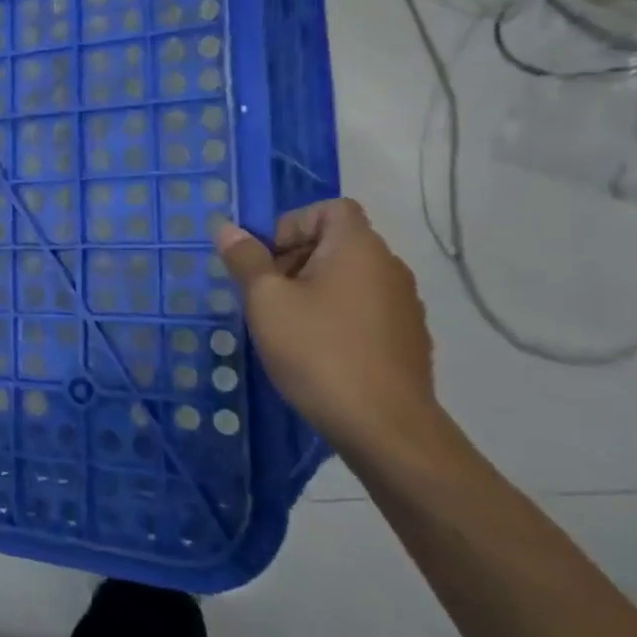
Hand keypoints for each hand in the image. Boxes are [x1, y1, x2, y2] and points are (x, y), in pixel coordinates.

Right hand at [214, 199, 435, 456]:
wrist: (385, 428)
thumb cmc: (318, 351)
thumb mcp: (266, 301)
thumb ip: (246, 259)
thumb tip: (227, 228)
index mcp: (358, 247)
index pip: (330, 208)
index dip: (292, 224)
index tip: (267, 261)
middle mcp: (389, 267)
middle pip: (337, 243)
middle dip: (295, 260)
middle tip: (266, 297)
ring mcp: (404, 305)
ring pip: (350, 279)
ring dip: (315, 291)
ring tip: (287, 327)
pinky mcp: (409, 340)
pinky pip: (365, 311)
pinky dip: (338, 318)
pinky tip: (318, 353)